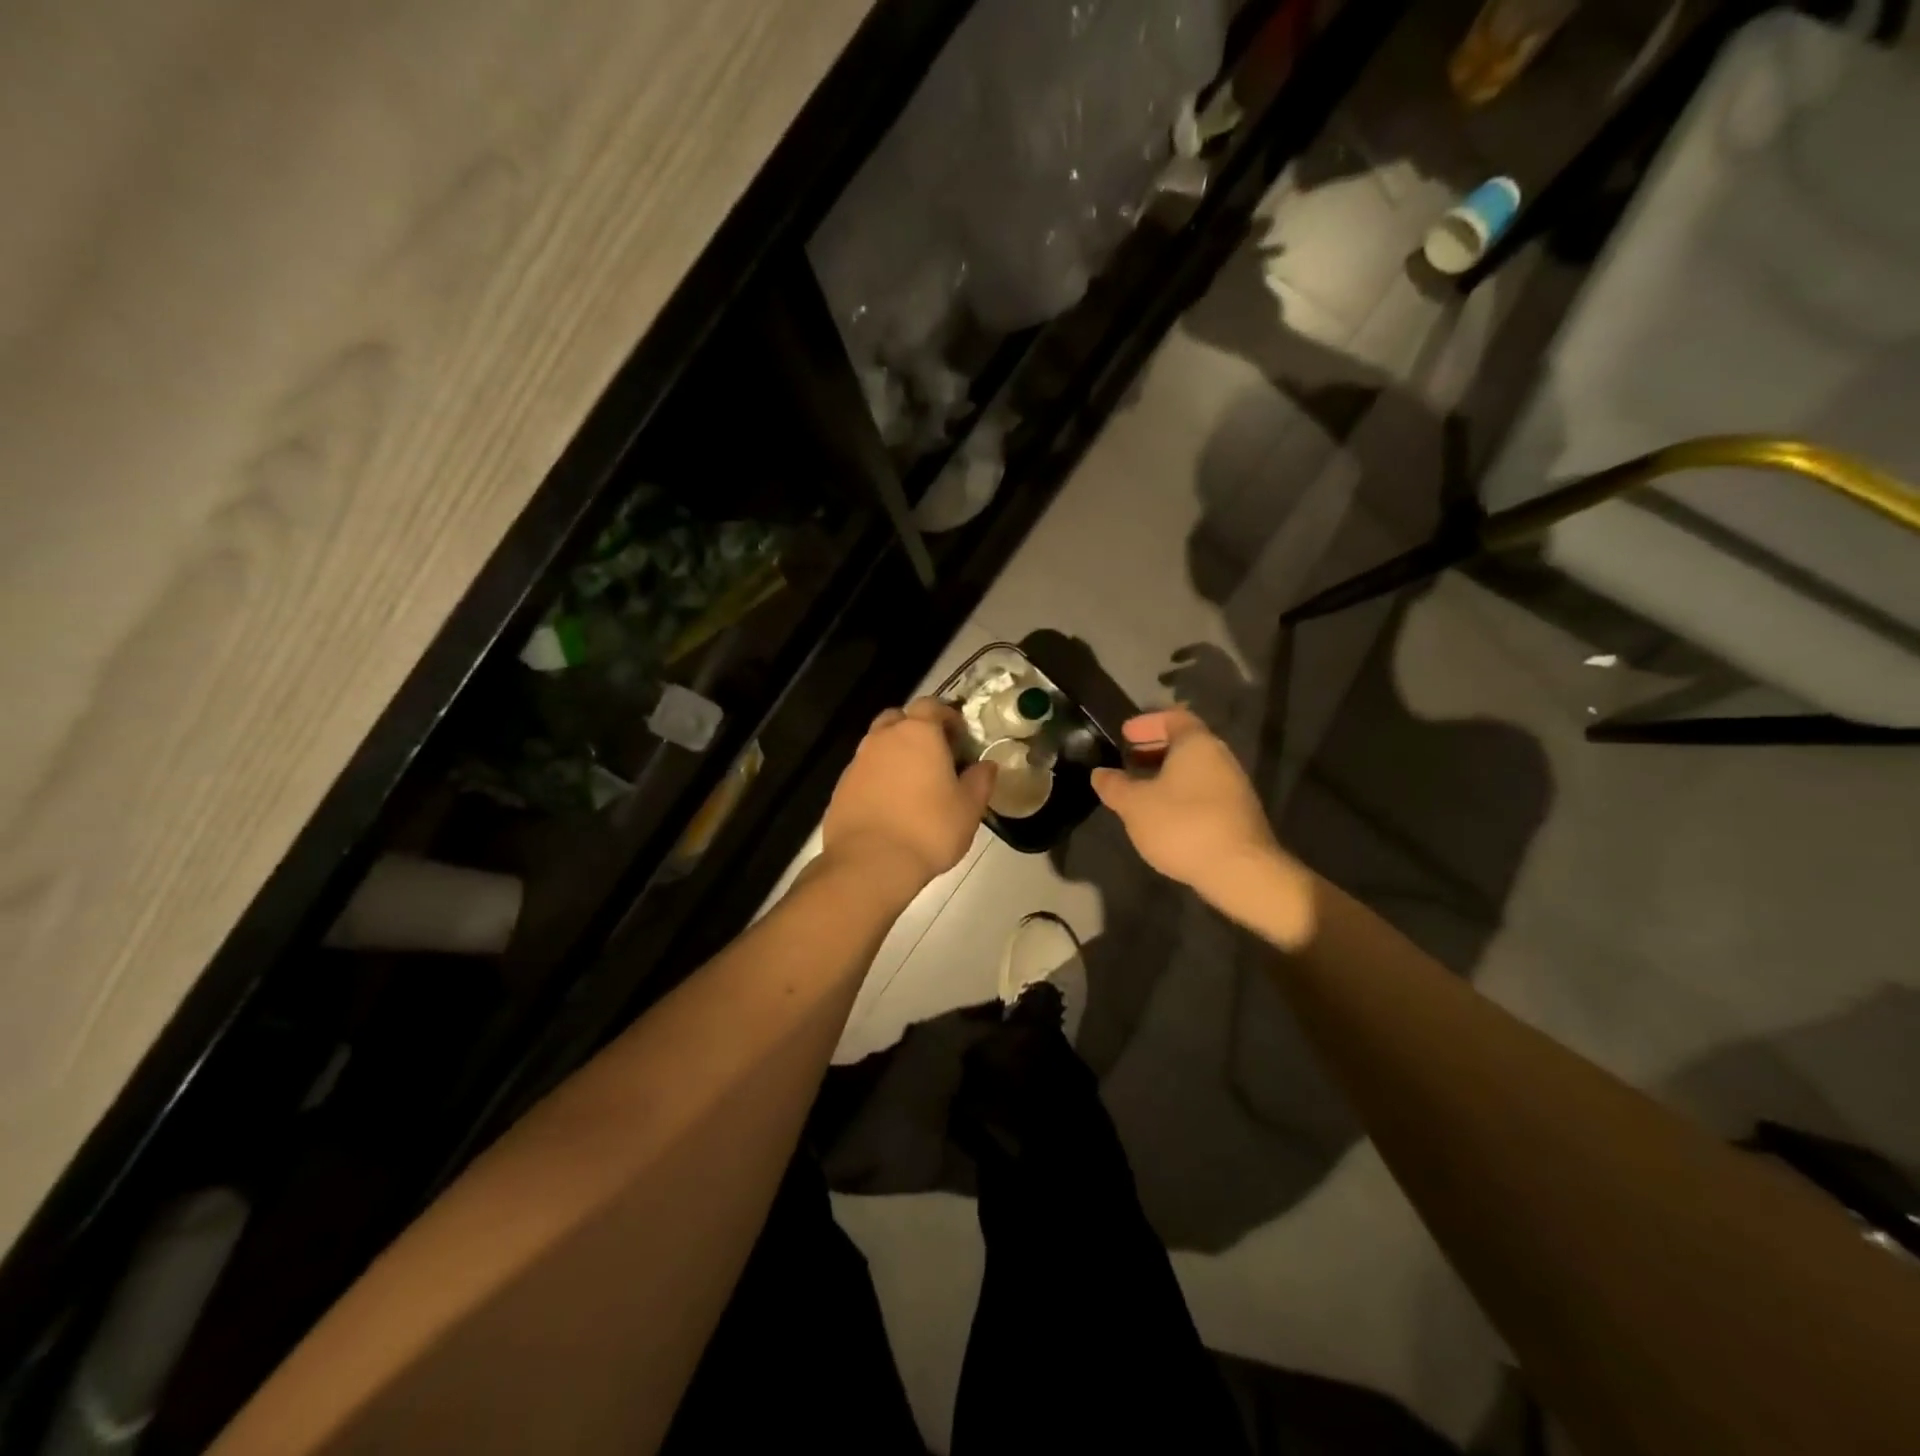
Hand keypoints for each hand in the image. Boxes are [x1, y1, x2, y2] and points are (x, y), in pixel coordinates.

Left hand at [824, 698, 994, 891]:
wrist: (869, 863)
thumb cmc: (928, 830)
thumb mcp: (968, 808)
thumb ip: (980, 781)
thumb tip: (987, 765)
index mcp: (918, 733)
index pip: (931, 705)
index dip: (947, 717)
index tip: (960, 737)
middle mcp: (883, 738)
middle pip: (899, 718)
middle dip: (916, 729)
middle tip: (935, 755)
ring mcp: (858, 761)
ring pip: (879, 744)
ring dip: (896, 753)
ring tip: (913, 782)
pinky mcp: (841, 786)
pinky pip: (865, 770)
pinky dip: (879, 777)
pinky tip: (891, 803)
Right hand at [1092, 708, 1314, 946]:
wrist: (1239, 870)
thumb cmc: (1182, 825)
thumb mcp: (1135, 805)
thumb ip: (1115, 786)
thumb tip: (1100, 773)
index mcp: (1197, 744)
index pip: (1173, 718)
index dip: (1147, 723)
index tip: (1125, 734)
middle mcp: (1220, 757)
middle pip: (1185, 742)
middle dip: (1154, 748)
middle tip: (1128, 759)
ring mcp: (1233, 786)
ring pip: (1194, 769)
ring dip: (1166, 773)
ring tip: (1139, 789)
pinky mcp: (1237, 813)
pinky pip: (1203, 790)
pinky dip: (1180, 792)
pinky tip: (1162, 814)